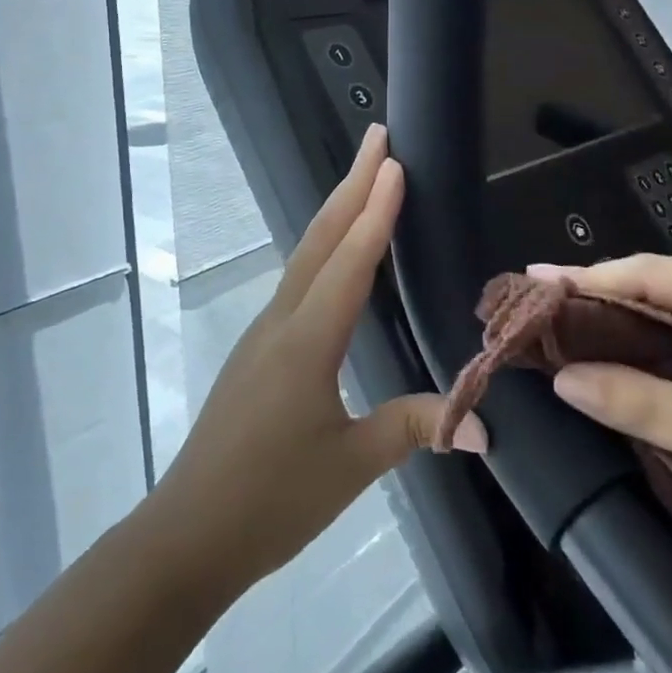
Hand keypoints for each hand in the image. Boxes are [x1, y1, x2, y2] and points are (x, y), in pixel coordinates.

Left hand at [149, 124, 485, 599]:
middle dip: (352, 184)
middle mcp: (282, 321)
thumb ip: (414, 429)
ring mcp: (265, 332)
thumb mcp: (350, 466)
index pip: (349, 262)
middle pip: (321, 239)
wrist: (187, 535)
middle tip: (378, 138)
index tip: (395, 164)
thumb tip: (484, 424)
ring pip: (305, 254)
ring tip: (364, 178)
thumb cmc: (270, 501)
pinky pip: (298, 280)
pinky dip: (323, 247)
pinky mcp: (259, 349)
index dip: (376, 211)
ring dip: (336, 210)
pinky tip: (335, 252)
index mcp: (306, 341)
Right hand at [536, 255, 671, 551]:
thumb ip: (646, 404)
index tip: (537, 281)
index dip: (593, 277)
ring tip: (565, 323)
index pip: (656, 274)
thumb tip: (565, 381)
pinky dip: (651, 344)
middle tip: (541, 304)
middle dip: (602, 293)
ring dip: (623, 318)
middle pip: (663, 285)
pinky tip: (619, 353)